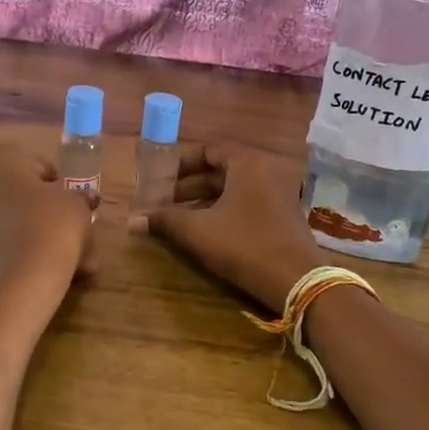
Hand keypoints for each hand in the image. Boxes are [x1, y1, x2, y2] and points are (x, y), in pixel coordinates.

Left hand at [0, 144, 97, 311]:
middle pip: (20, 195)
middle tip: (77, 230)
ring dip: (43, 236)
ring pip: (14, 223)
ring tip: (76, 260)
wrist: (15, 286)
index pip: (31, 161)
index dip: (57, 181)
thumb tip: (83, 200)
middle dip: (50, 212)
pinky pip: (3, 245)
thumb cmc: (48, 228)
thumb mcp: (76, 206)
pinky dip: (26, 254)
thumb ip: (80, 198)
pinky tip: (54, 272)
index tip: (74, 201)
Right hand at [133, 144, 327, 309]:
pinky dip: (224, 210)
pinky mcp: (284, 215)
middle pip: (221, 169)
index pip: (209, 149)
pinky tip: (205, 230)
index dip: (181, 163)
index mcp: (247, 162)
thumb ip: (164, 221)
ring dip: (204, 200)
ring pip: (234, 188)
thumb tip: (131, 220)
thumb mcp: (199, 231)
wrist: (298, 280)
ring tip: (177, 217)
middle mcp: (266, 170)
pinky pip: (248, 202)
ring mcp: (279, 192)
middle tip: (162, 200)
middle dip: (189, 185)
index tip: (160, 177)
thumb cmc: (244, 245)